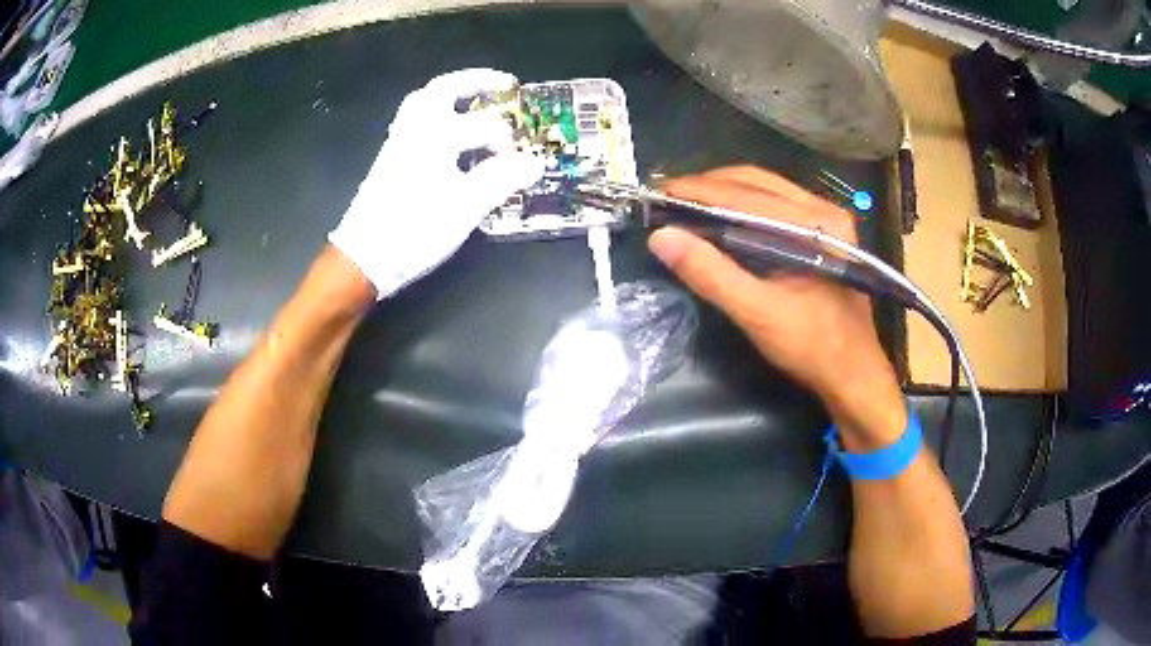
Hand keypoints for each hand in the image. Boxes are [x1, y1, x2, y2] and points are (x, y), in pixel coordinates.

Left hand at [329, 69, 544, 298]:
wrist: (364, 257)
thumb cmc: (415, 231)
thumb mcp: (464, 209)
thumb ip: (501, 180)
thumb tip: (535, 162)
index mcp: (435, 138)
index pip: (482, 124)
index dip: (507, 138)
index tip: (521, 157)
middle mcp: (414, 131)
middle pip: (443, 89)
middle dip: (476, 81)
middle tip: (504, 83)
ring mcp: (398, 143)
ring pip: (423, 102)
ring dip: (453, 95)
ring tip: (476, 101)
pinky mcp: (389, 159)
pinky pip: (414, 120)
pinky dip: (437, 113)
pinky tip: (449, 131)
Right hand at [647, 167, 904, 447]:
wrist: (852, 372)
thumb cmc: (812, 346)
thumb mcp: (757, 313)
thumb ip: (710, 273)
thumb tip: (661, 237)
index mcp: (817, 224)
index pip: (747, 193)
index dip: (698, 190)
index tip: (659, 193)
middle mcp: (824, 209)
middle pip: (756, 181)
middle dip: (708, 186)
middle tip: (667, 197)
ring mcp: (826, 218)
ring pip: (765, 188)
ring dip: (723, 191)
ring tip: (686, 202)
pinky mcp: (822, 231)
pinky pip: (774, 203)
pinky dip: (741, 204)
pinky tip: (719, 216)